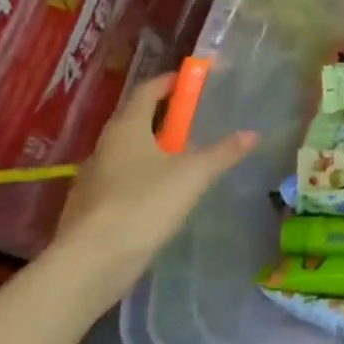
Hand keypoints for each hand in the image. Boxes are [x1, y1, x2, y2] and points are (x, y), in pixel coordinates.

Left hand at [47, 74, 257, 303]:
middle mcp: (105, 146)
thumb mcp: (193, 175)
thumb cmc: (144, 203)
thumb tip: (252, 134)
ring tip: (185, 160)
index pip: (148, 90)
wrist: (92, 262)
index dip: (171, 82)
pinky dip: (143, 178)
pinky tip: (162, 196)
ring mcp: (94, 178)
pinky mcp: (91, 208)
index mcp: (127, 127)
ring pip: (129, 152)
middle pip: (137, 120)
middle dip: (166, 117)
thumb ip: (223, 152)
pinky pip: (122, 180)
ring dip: (154, 150)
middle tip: (196, 121)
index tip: (193, 80)